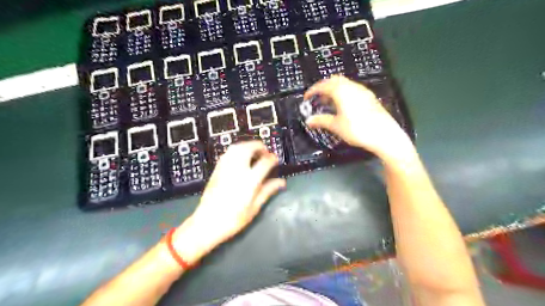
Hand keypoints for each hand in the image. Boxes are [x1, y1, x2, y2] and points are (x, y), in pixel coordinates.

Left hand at [174, 141, 285, 262]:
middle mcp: (237, 170)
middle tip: (265, 152)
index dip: (272, 158)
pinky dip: (237, 150)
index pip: (264, 162)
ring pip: (237, 147)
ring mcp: (225, 168)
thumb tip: (281, 182)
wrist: (207, 223)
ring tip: (254, 152)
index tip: (275, 160)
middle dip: (259, 146)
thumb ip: (268, 191)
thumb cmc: (233, 219)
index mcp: (249, 181)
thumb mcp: (254, 207)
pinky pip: (228, 153)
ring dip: (248, 145)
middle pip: (249, 148)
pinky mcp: (216, 170)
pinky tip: (240, 157)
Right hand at [302, 75, 412, 160]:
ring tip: (329, 103)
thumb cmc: (358, 129)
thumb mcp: (336, 126)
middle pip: (334, 80)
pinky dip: (344, 93)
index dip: (313, 90)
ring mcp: (362, 91)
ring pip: (345, 84)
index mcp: (341, 91)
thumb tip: (309, 121)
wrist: (384, 135)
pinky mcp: (369, 97)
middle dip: (324, 87)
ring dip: (334, 90)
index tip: (307, 97)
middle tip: (318, 98)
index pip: (323, 85)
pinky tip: (343, 106)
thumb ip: (321, 121)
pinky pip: (353, 89)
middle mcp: (352, 87)